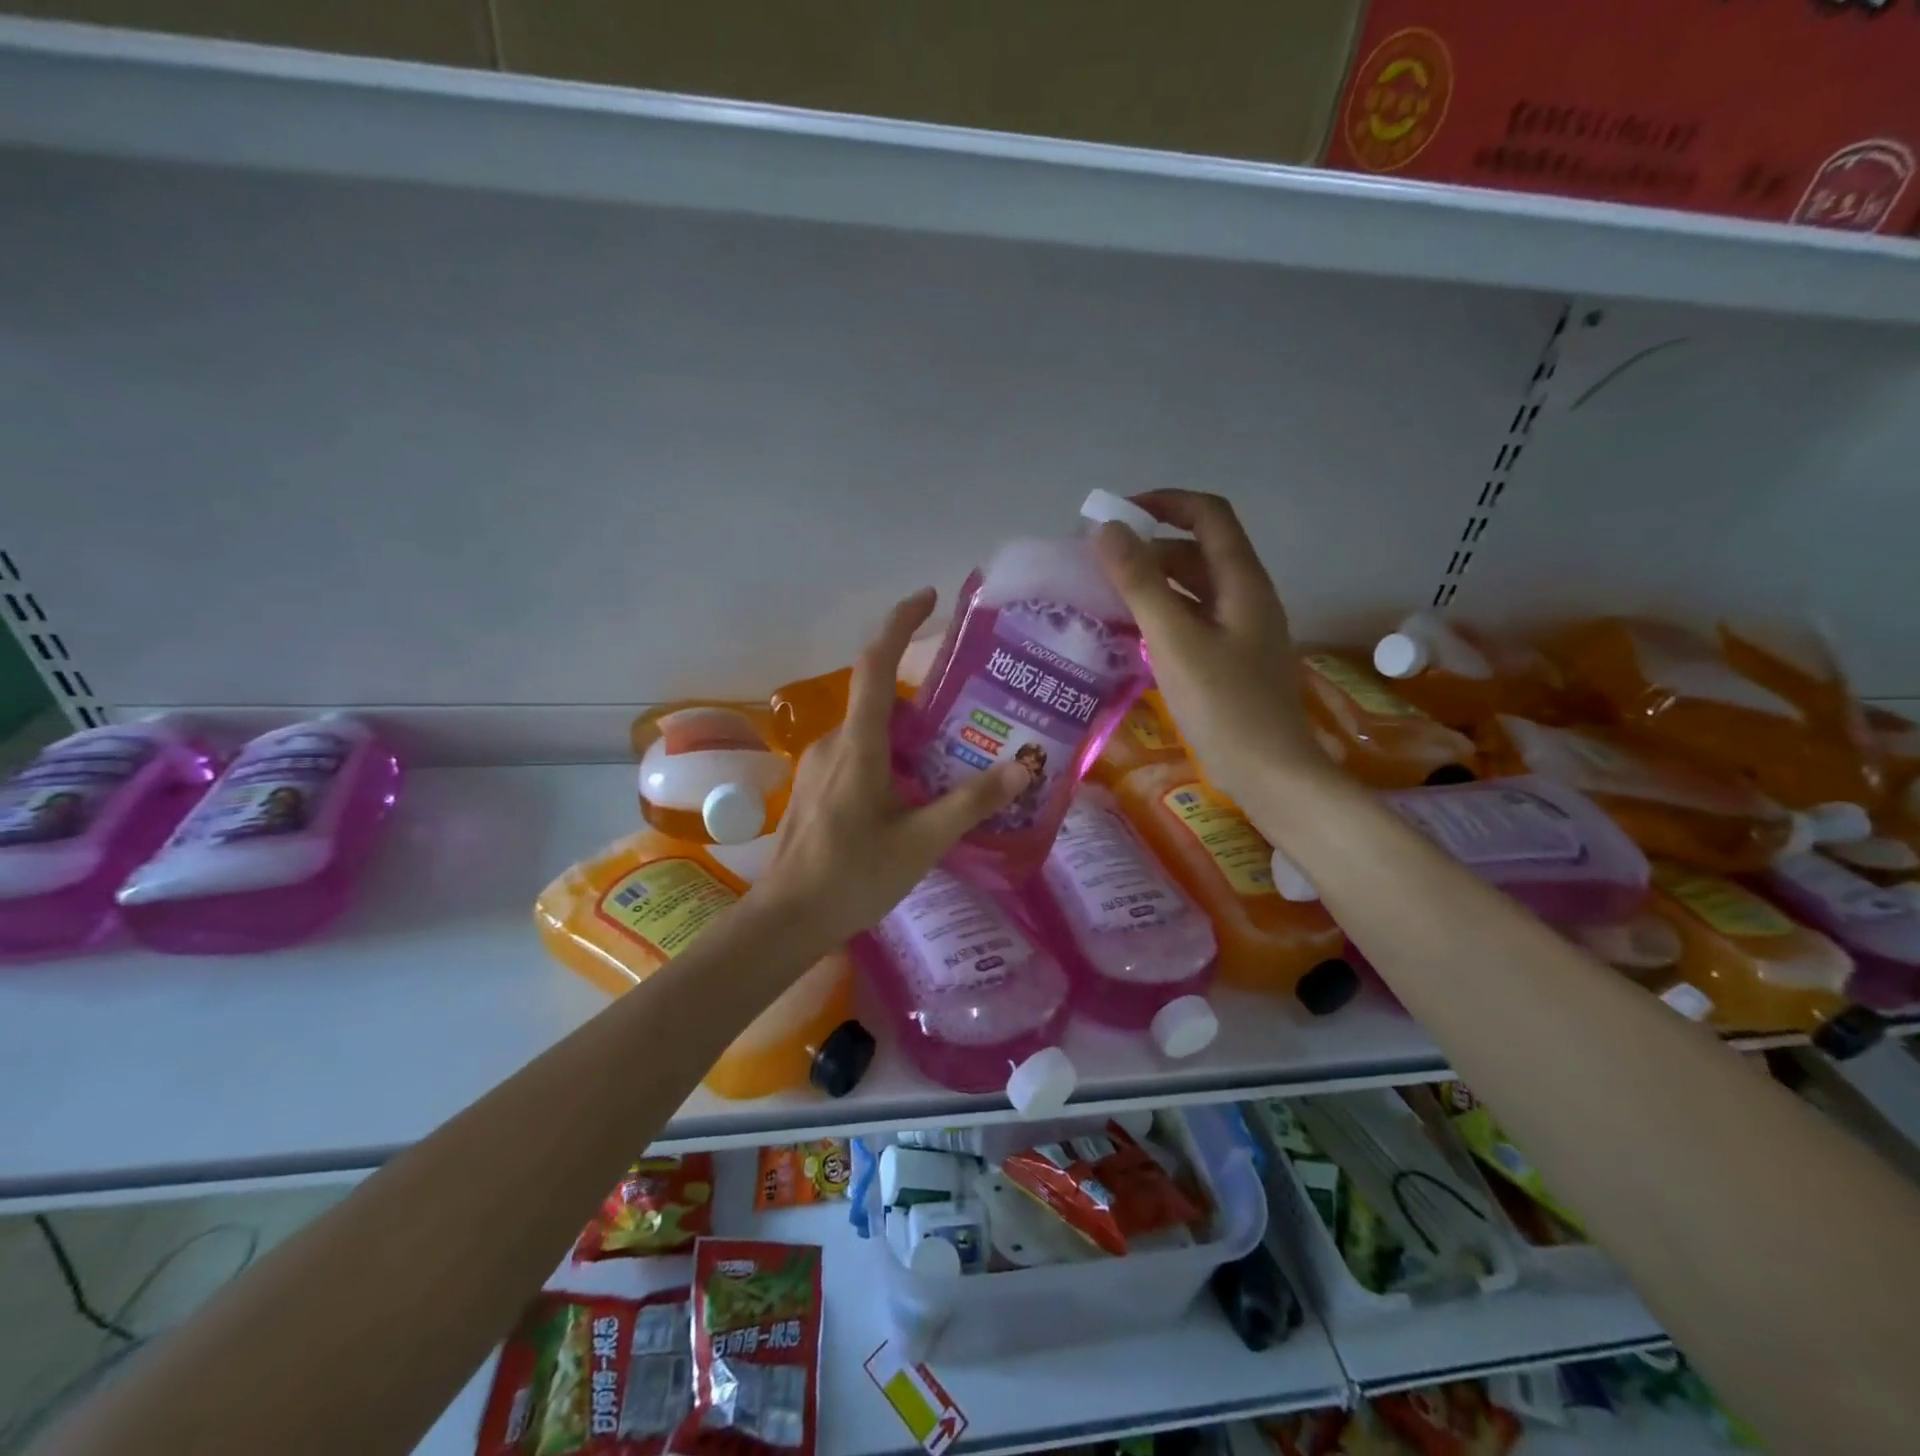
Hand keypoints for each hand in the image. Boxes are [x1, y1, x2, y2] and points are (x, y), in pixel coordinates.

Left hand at [753, 588, 1028, 947]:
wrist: (786, 920)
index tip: (929, 598)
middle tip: (973, 715)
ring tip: (956, 758)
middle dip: (926, 700)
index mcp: (859, 744)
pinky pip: (861, 755)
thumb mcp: (922, 841)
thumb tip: (1023, 766)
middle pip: (883, 700)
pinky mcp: (817, 788)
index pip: (876, 663)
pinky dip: (893, 758)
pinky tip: (918, 794)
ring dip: (912, 736)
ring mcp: (820, 765)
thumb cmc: (852, 877)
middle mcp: (835, 743)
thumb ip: (971, 802)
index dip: (901, 623)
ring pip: (873, 732)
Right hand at [1092, 490, 1331, 817]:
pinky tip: (1132, 632)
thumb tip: (1106, 528)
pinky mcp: (1231, 659)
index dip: (1164, 502)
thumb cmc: (1224, 706)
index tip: (1116, 515)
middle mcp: (1246, 597)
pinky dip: (1162, 614)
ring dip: (1153, 582)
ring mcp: (1241, 630)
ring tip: (1106, 594)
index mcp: (1242, 582)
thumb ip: (1141, 583)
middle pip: (1198, 550)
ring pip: (1194, 588)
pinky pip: (1193, 620)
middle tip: (1098, 562)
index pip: (1208, 515)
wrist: (1270, 774)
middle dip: (1149, 546)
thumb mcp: (1175, 641)